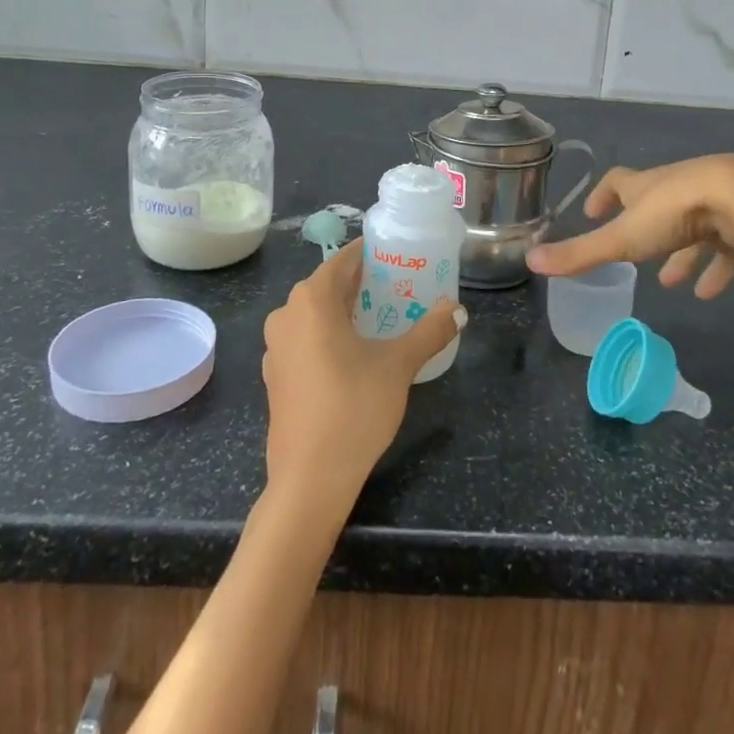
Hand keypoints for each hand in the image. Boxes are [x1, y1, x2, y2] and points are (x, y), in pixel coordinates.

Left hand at [261, 240, 464, 516]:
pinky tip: (356, 354)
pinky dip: (329, 336)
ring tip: (383, 320)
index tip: (399, 256)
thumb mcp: (399, 366)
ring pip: (315, 314)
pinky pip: (305, 339)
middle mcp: (286, 314)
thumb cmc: (354, 408)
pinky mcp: (275, 375)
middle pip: (329, 285)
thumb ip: (430, 331)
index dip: (372, 254)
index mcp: (311, 300)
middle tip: (400, 288)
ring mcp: (275, 347)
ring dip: (346, 311)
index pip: (344, 259)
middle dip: (363, 284)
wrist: (310, 478)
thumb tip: (458, 309)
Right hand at [525, 154, 733, 297]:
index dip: (604, 194)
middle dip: (645, 230)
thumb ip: (579, 253)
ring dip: (680, 254)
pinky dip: (715, 267)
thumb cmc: (674, 212)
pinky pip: (726, 246)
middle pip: (656, 206)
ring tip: (670, 283)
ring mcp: (712, 201)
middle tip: (636, 258)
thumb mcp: (621, 238)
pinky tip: (707, 293)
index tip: (593, 211)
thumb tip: (530, 259)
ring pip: (692, 228)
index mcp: (645, 186)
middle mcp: (675, 188)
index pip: (619, 182)